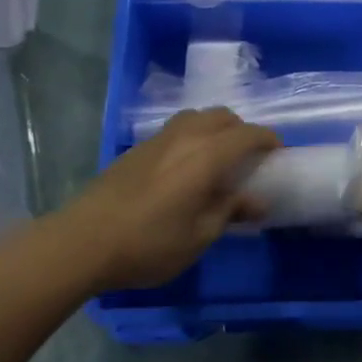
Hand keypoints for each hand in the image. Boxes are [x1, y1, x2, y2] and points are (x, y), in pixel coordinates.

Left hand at [57, 109, 280, 293]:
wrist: (82, 241)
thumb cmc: (149, 244)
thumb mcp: (199, 236)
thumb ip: (230, 211)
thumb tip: (257, 200)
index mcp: (206, 156)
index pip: (247, 134)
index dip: (268, 140)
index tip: (279, 153)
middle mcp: (184, 137)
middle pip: (222, 116)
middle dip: (242, 130)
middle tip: (249, 157)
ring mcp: (157, 140)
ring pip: (196, 117)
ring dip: (215, 128)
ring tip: (219, 158)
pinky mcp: (136, 149)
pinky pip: (176, 129)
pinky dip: (193, 136)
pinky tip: (187, 166)